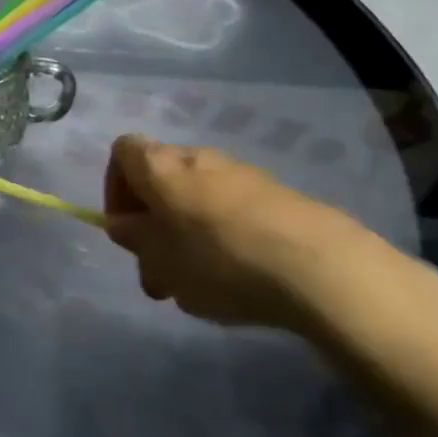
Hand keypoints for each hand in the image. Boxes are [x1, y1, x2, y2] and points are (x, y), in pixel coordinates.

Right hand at [103, 136, 398, 331]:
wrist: (322, 267)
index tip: (127, 229)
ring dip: (191, 233)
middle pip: (162, 178)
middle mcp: (197, 158)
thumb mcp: (159, 261)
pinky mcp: (281, 196)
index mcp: (159, 166)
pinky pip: (237, 211)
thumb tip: (125, 225)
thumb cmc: (219, 260)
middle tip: (161, 269)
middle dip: (155, 221)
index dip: (115, 188)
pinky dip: (229, 237)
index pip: (122, 151)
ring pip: (199, 198)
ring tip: (204, 285)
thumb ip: (134, 240)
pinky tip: (244, 279)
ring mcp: (243, 174)